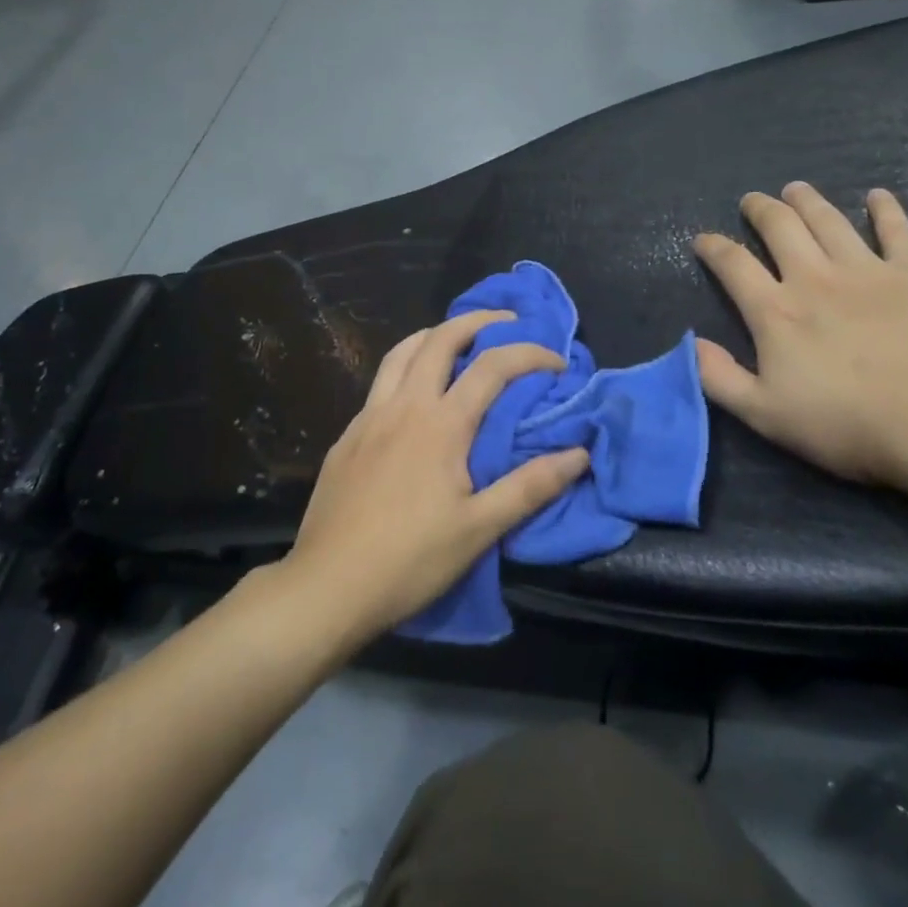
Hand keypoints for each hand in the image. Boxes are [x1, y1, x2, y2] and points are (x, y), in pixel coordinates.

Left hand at [280, 311, 590, 646]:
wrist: (328, 584)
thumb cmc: (410, 560)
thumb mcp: (479, 530)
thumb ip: (530, 486)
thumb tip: (578, 453)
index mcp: (441, 424)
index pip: (492, 366)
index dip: (529, 354)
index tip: (557, 362)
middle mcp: (404, 405)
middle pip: (440, 339)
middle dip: (477, 321)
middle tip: (505, 322)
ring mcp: (369, 416)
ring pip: (401, 352)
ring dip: (434, 335)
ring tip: (457, 340)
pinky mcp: (347, 435)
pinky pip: (380, 382)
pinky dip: (405, 367)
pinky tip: (412, 394)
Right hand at [693, 183, 907, 488]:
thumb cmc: (851, 424)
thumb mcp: (766, 415)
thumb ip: (719, 378)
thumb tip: (689, 343)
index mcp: (776, 312)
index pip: (733, 265)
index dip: (713, 247)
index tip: (702, 238)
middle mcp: (815, 278)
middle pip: (781, 228)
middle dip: (762, 210)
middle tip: (753, 200)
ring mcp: (869, 271)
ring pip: (829, 221)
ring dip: (809, 201)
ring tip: (796, 189)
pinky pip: (898, 231)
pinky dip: (886, 210)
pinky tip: (879, 197)